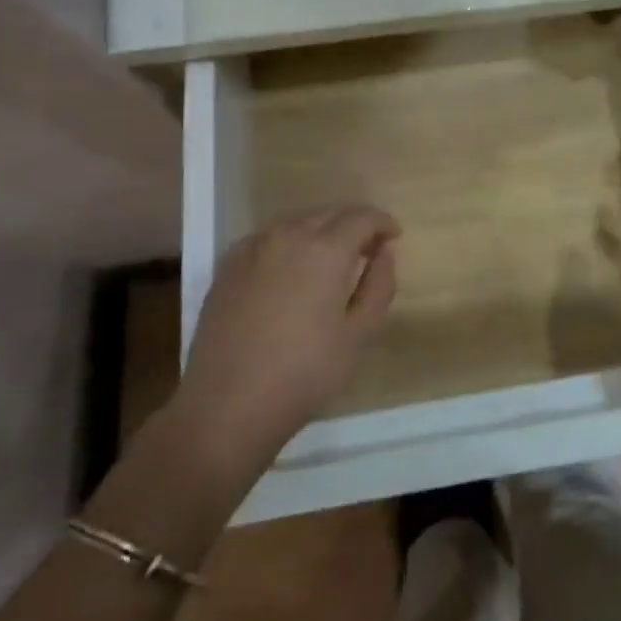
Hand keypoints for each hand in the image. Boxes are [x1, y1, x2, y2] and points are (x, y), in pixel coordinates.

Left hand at [172, 205, 400, 470]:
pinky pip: (269, 238)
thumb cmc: (303, 374)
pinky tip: (290, 271)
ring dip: (321, 231)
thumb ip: (379, 284)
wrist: (225, 407)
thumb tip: (385, 251)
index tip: (394, 237)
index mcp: (326, 249)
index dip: (383, 223)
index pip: (362, 217)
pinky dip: (289, 243)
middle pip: (330, 214)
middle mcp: (289, 235)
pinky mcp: (228, 266)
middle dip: (354, 225)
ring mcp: (253, 248)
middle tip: (368, 250)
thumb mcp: (359, 334)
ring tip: (331, 260)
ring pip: (298, 223)